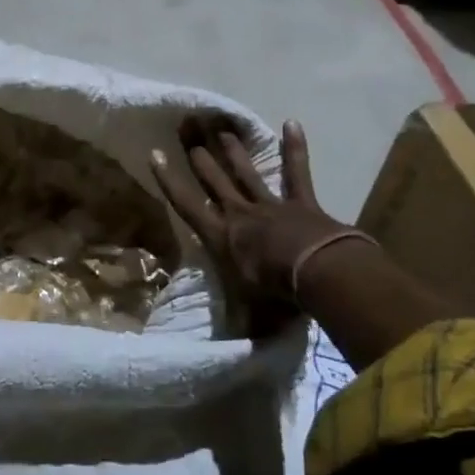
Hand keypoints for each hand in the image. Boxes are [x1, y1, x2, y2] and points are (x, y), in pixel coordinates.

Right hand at [150, 117, 362, 334]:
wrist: (320, 274)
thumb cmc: (278, 295)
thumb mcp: (252, 315)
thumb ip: (241, 325)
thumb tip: (232, 352)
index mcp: (222, 238)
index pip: (188, 205)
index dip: (170, 180)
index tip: (155, 153)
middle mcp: (240, 215)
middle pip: (214, 179)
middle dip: (198, 153)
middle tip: (186, 126)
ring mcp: (271, 205)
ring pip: (246, 171)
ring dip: (233, 149)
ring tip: (220, 127)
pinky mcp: (302, 203)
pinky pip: (297, 172)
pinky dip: (295, 148)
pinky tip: (292, 122)